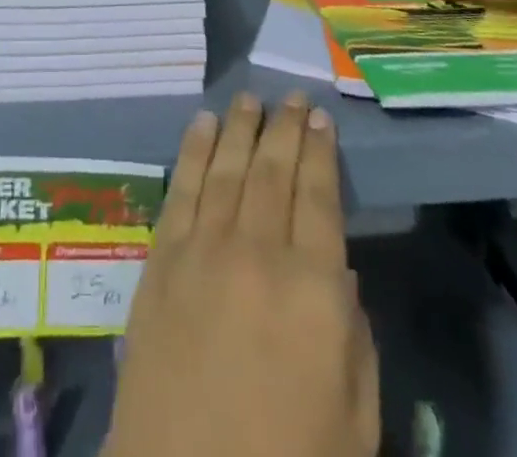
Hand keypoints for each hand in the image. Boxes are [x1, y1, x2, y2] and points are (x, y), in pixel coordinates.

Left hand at [103, 92, 378, 456]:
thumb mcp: (354, 420)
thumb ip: (353, 336)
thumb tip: (338, 269)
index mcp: (313, 290)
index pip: (320, 198)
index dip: (321, 153)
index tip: (321, 119)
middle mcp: (258, 252)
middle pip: (273, 171)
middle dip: (284, 128)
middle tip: (291, 96)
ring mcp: (204, 249)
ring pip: (227, 168)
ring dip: (240, 128)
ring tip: (249, 99)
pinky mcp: (162, 257)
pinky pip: (182, 188)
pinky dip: (194, 150)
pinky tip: (203, 125)